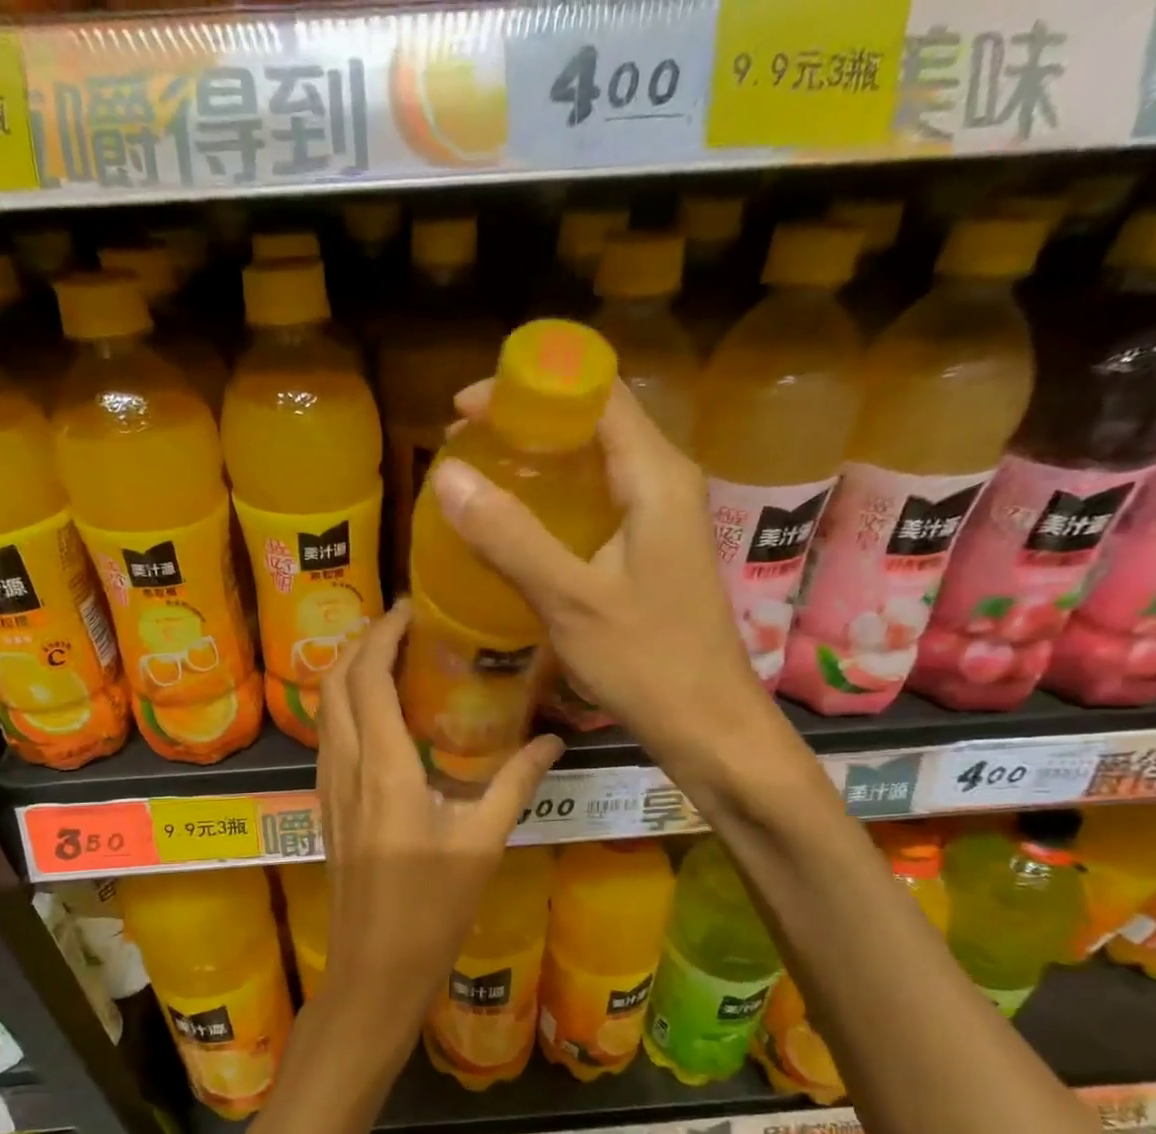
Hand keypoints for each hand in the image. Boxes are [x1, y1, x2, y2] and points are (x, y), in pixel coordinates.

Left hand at [316, 601, 563, 1037]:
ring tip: (391, 655)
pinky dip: (345, 704)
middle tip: (404, 624)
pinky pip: (328, 735)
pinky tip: (378, 712)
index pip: (369, 678)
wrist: (373, 968)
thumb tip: (553, 738)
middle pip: (336, 681)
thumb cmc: (431, 909)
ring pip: (325, 707)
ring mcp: (328, 786)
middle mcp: (345, 766)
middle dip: (362, 641)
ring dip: (349, 670)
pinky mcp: (326, 805)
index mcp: (384, 768)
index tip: (411, 608)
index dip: (383, 634)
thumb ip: (516, 783)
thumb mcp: (482, 843)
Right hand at [430, 379, 767, 777]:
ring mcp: (662, 516)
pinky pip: (600, 500)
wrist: (707, 724)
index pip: (596, 392)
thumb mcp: (570, 600)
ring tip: (479, 479)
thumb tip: (447, 475)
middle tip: (463, 448)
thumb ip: (510, 536)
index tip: (465, 409)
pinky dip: (555, 499)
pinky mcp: (653, 549)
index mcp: (656, 476)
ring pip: (596, 461)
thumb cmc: (647, 662)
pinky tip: (518, 526)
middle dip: (527, 423)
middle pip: (596, 421)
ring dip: (540, 461)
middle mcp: (666, 482)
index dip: (529, 387)